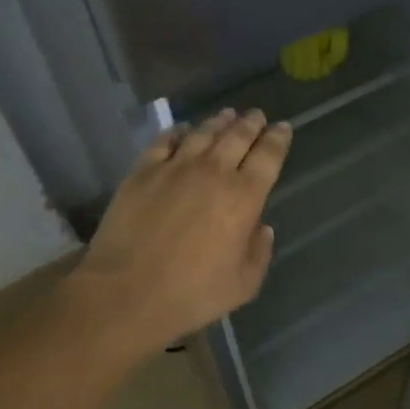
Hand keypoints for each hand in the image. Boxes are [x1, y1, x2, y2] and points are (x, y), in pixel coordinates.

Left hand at [72, 109, 291, 357]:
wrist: (127, 293)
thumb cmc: (192, 294)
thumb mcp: (243, 284)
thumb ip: (259, 252)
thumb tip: (262, 227)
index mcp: (244, 197)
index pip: (268, 156)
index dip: (278, 139)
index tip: (282, 128)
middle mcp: (213, 172)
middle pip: (237, 136)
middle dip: (251, 123)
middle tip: (257, 115)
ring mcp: (175, 168)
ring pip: (203, 133)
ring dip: (219, 121)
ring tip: (227, 114)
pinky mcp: (142, 172)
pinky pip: (165, 141)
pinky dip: (178, 132)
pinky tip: (183, 129)